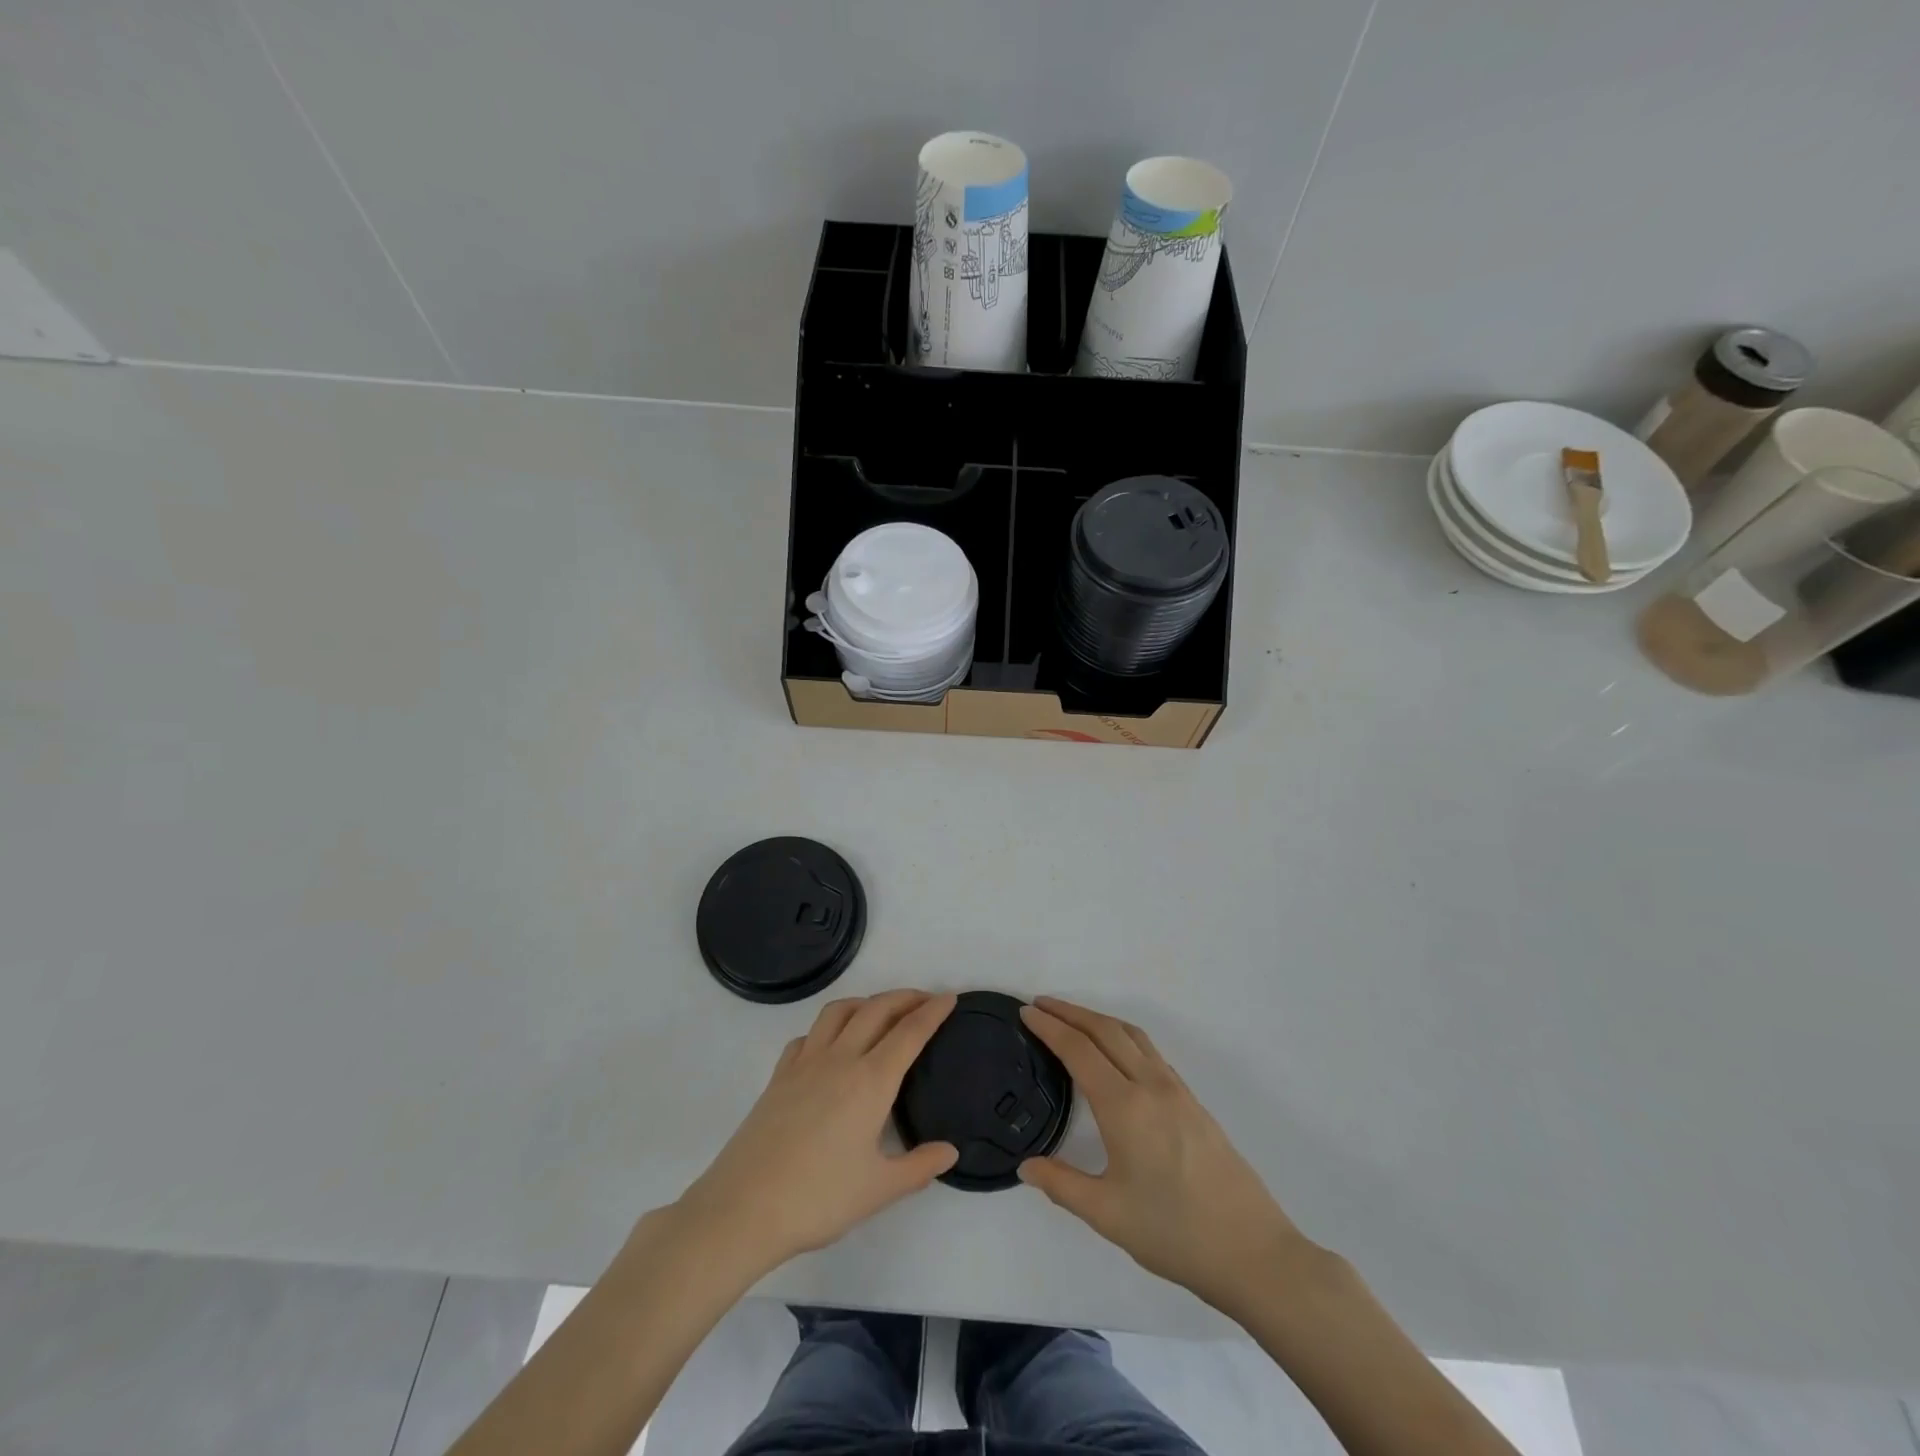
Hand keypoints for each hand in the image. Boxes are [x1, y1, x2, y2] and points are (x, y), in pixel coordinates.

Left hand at [673, 990, 958, 1277]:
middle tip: (925, 999)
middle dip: (904, 997)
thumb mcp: (878, 1190)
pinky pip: (808, 1035)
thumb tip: (950, 1151)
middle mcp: (840, 1059)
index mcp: (871, 1081)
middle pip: (876, 1010)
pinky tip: (831, 1045)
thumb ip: (919, 1167)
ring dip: (865, 1002)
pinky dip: (828, 1028)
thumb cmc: (818, 1199)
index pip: (909, 1033)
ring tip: (880, 1011)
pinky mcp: (779, 1076)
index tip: (950, 997)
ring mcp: (805, 1063)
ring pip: (838, 1011)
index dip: (932, 1012)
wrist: (743, 1208)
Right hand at [1018, 996, 1313, 1315]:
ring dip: (1098, 1019)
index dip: (1050, 1027)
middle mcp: (1150, 1086)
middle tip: (1041, 1004)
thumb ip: (1062, 1185)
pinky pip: (1150, 1052)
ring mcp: (1176, 1090)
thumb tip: (1026, 1166)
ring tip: (1073, 1019)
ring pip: (1132, 1036)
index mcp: (1125, 1106)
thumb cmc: (1174, 1233)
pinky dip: (1123, 1037)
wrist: (1253, 1252)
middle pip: (1105, 1030)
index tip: (1026, 1012)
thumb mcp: (1108, 1215)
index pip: (1079, 1050)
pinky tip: (1117, 1054)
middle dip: (1070, 1012)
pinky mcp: (1193, 1102)